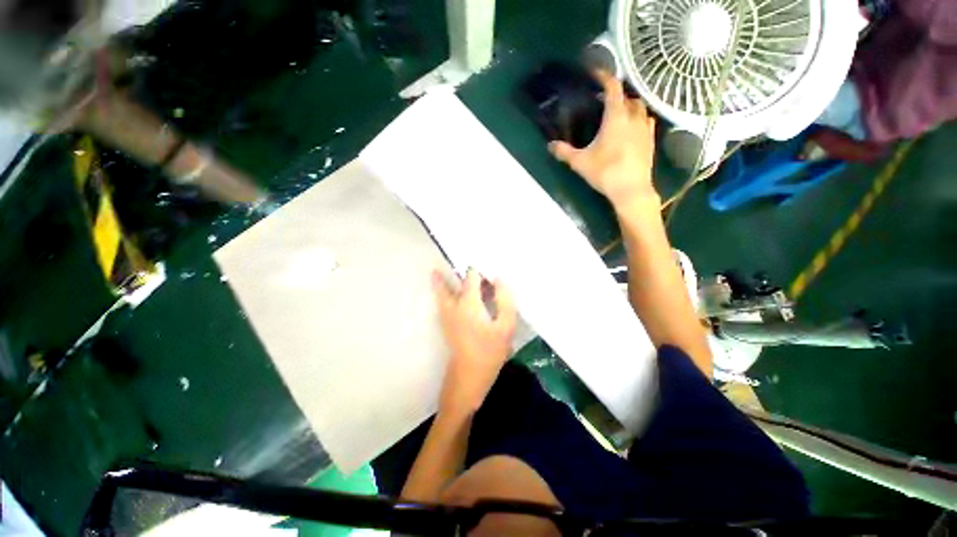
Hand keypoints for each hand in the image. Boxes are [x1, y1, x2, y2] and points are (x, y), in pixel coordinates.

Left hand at [433, 269, 516, 417]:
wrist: (470, 374)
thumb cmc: (490, 351)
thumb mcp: (506, 326)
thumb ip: (505, 300)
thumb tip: (499, 280)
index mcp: (468, 302)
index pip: (471, 276)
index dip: (479, 270)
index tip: (488, 269)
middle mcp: (453, 306)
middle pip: (447, 283)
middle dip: (453, 274)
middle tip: (458, 267)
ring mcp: (446, 316)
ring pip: (442, 294)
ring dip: (445, 284)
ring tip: (443, 274)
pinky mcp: (446, 326)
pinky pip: (444, 303)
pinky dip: (447, 296)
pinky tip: (457, 297)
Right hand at [549, 70, 658, 208]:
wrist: (633, 193)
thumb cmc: (607, 172)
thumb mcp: (580, 162)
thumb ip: (564, 151)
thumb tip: (550, 145)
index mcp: (616, 116)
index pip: (613, 87)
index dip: (605, 76)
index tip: (595, 73)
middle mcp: (633, 118)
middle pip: (629, 96)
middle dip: (619, 93)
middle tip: (605, 98)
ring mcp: (645, 130)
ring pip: (641, 108)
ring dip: (631, 105)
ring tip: (620, 111)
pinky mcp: (651, 143)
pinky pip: (648, 123)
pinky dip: (641, 119)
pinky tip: (633, 127)